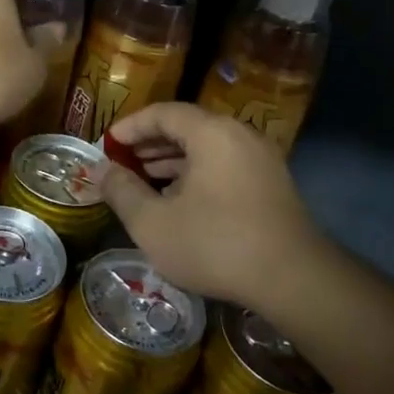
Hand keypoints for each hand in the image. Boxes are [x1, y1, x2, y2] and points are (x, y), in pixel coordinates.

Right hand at [101, 102, 322, 314]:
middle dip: (150, 142)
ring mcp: (261, 159)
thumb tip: (100, 171)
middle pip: (187, 126)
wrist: (294, 280)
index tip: (107, 144)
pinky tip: (180, 199)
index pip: (163, 112)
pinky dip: (198, 172)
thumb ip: (122, 191)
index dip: (130, 126)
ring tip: (144, 178)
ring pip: (208, 147)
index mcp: (211, 133)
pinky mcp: (273, 184)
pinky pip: (226, 164)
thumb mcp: (153, 222)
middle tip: (122, 160)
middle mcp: (239, 135)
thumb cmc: (215, 244)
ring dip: (173, 159)